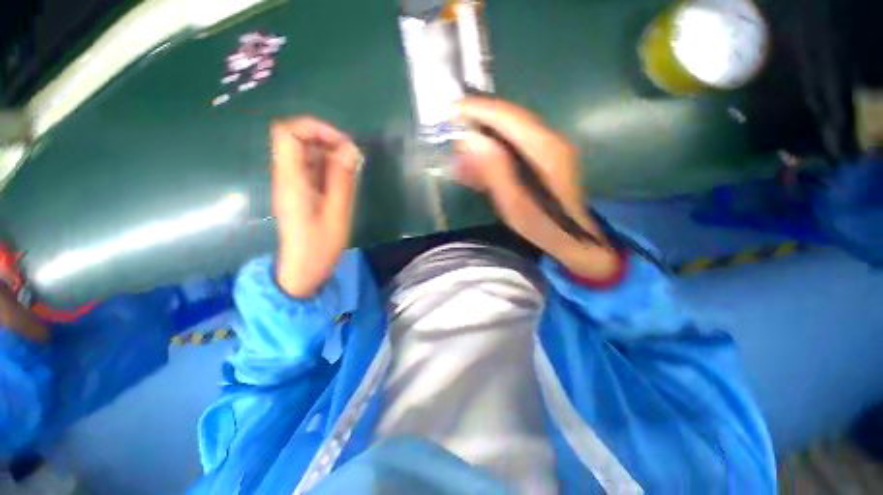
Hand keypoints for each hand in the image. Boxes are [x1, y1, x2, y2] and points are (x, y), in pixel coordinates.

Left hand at [271, 117, 361, 297]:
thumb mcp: (337, 213)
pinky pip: (311, 169)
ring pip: (306, 153)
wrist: (303, 269)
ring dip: (330, 154)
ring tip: (352, 170)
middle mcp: (286, 176)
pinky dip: (329, 168)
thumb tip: (350, 149)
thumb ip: (342, 179)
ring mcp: (292, 184)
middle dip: (326, 140)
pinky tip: (344, 180)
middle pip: (296, 139)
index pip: (288, 133)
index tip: (343, 143)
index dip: (314, 128)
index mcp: (291, 180)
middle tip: (352, 157)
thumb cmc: (320, 245)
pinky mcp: (300, 192)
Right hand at [454, 97, 619, 279]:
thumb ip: (494, 170)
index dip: (478, 110)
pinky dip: (494, 153)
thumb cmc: (542, 226)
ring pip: (510, 134)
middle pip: (509, 120)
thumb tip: (471, 140)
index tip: (452, 111)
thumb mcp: (514, 202)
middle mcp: (549, 141)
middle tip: (454, 137)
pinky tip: (479, 167)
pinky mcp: (545, 160)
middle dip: (478, 124)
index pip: (507, 116)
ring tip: (462, 156)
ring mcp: (549, 149)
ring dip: (484, 140)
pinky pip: (515, 147)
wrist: (573, 239)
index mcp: (544, 149)